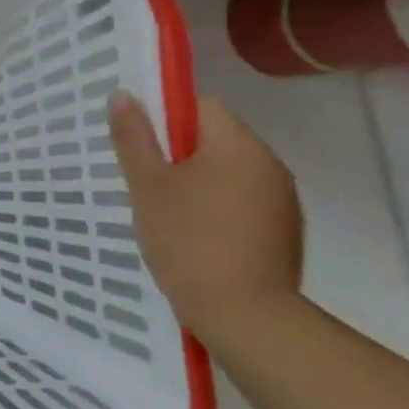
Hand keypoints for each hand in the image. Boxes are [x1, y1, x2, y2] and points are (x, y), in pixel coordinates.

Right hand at [109, 92, 302, 326]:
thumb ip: (133, 137)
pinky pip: (245, 202)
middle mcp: (268, 162)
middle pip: (216, 139)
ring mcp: (282, 199)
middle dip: (179, 154)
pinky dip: (219, 209)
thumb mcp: (147, 186)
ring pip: (230, 173)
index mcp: (237, 143)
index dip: (165, 117)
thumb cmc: (187, 240)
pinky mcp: (285, 231)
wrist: (243, 314)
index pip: (200, 105)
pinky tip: (197, 239)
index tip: (140, 146)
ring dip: (200, 183)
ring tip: (168, 215)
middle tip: (145, 183)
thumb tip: (123, 94)